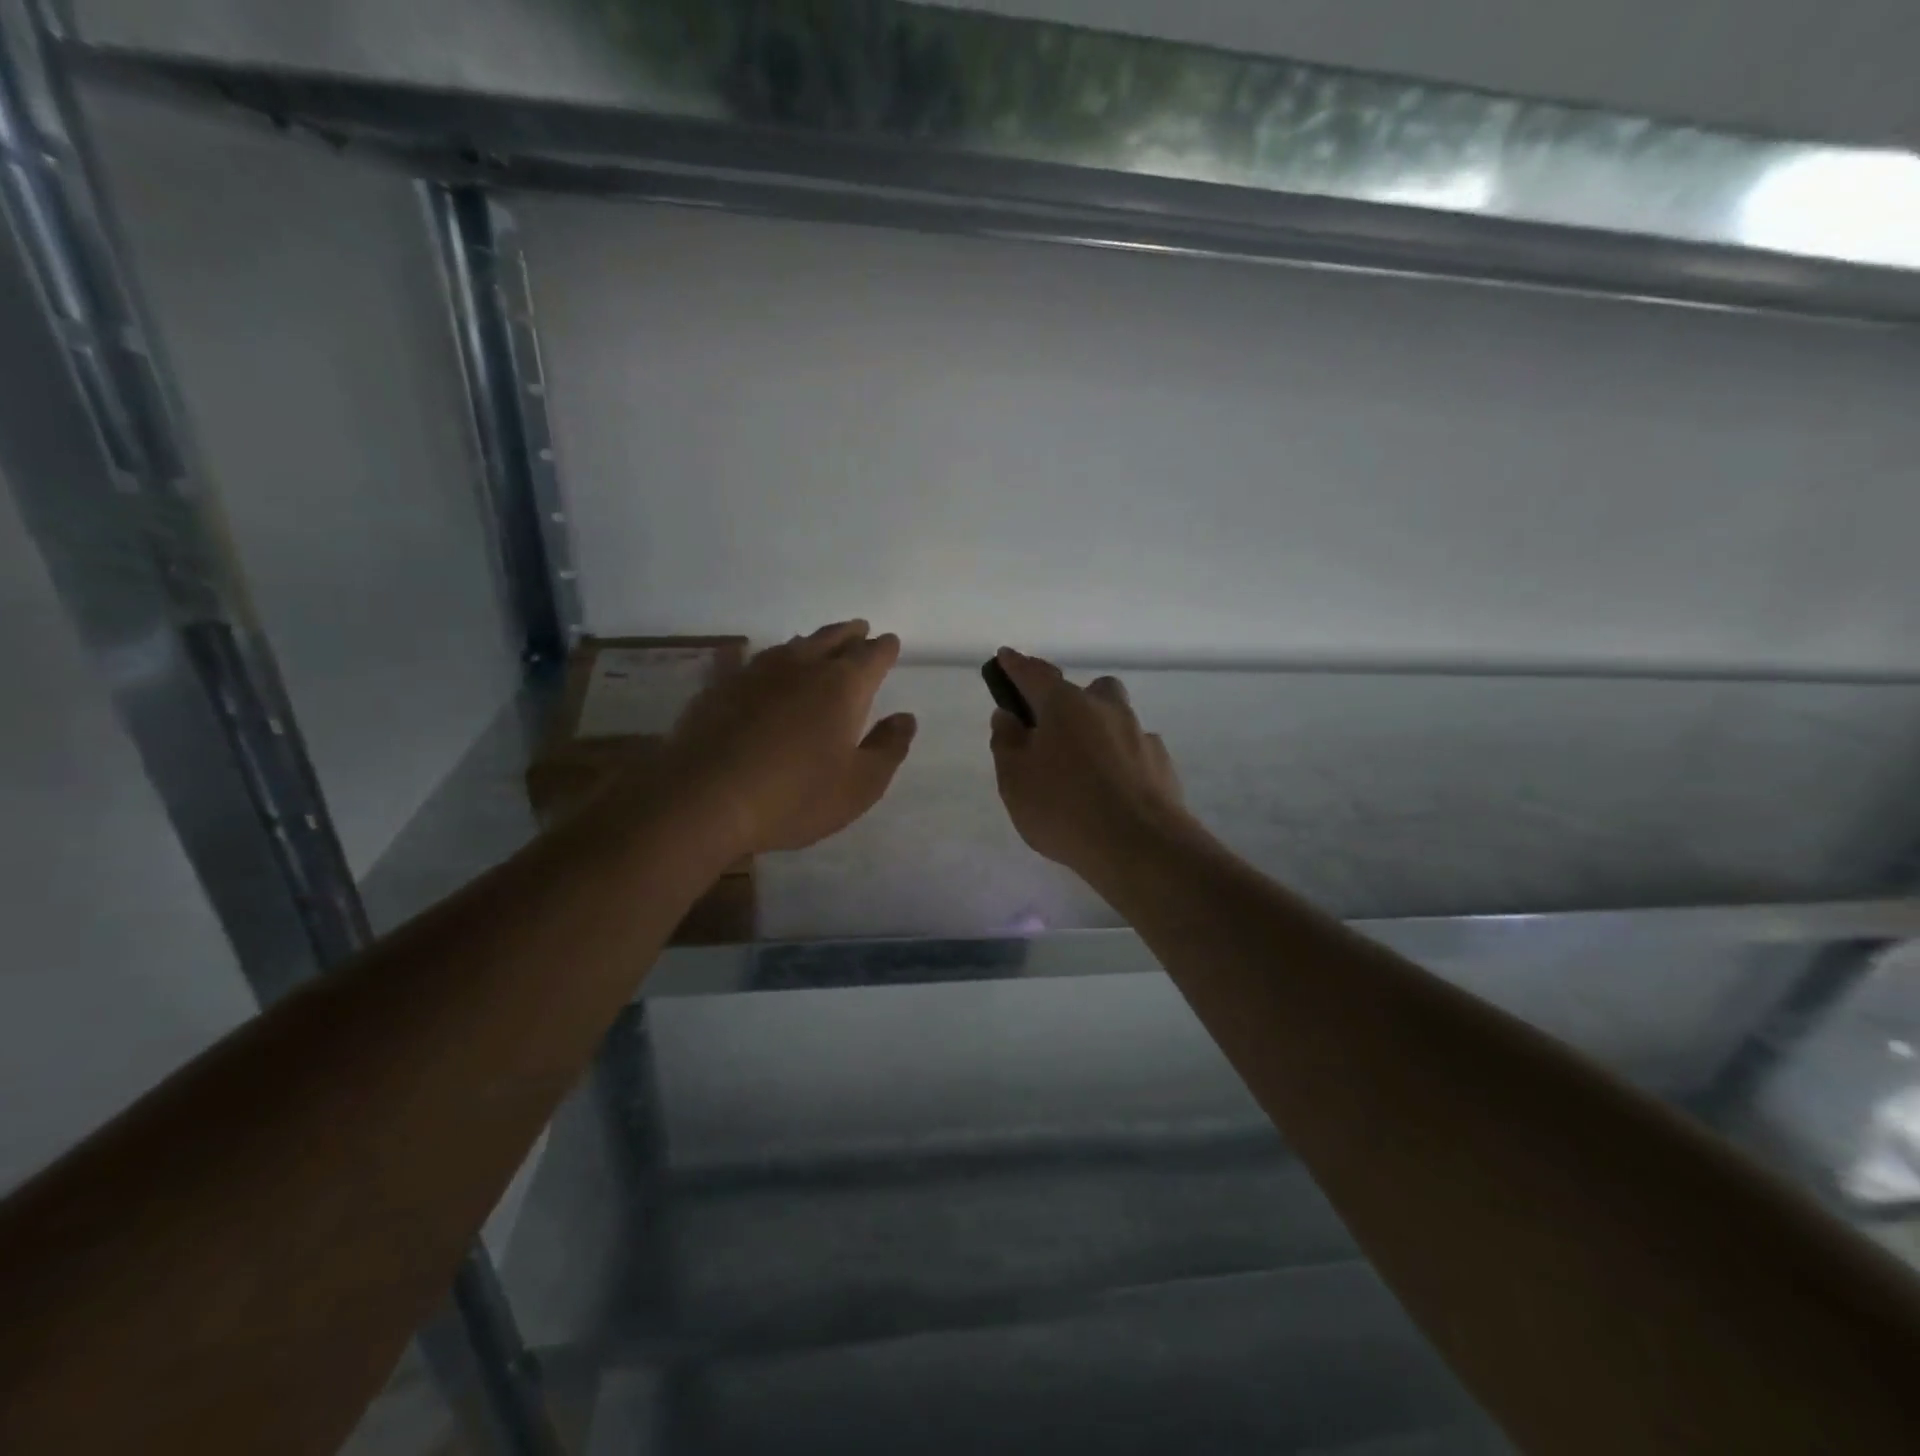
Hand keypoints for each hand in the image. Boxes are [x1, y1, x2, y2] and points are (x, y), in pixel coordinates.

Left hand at [662, 621, 915, 855]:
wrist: (704, 798)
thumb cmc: (794, 796)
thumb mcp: (859, 786)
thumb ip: (888, 749)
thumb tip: (905, 719)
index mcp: (842, 686)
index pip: (872, 656)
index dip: (884, 649)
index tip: (890, 643)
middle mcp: (802, 667)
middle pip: (832, 639)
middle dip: (850, 634)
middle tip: (860, 630)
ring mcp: (757, 673)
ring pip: (792, 646)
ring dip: (812, 642)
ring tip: (819, 644)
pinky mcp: (721, 687)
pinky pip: (754, 661)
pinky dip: (770, 660)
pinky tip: (763, 666)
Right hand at [988, 647, 1190, 877]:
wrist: (1139, 846)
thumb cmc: (1063, 808)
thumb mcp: (1014, 780)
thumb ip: (1008, 742)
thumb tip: (1008, 716)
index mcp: (1065, 705)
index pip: (1035, 675)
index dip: (1017, 666)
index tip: (1005, 656)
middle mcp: (1106, 709)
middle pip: (1090, 690)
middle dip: (1073, 701)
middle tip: (1057, 732)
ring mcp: (1140, 735)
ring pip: (1118, 720)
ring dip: (1101, 733)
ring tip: (1086, 772)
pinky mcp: (1162, 764)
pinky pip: (1137, 751)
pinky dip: (1123, 762)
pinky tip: (1115, 792)